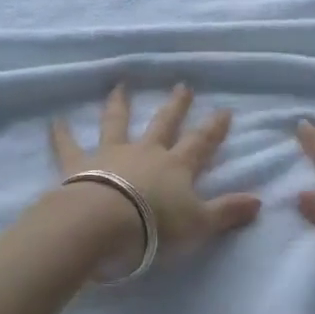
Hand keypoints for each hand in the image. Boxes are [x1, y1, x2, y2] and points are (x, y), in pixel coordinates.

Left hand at [50, 84, 261, 273]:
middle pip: (163, 123)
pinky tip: (55, 120)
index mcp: (176, 166)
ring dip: (120, 104)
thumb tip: (259, 202)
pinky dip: (61, 133)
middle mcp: (146, 152)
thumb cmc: (155, 228)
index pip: (200, 143)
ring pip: (117, 123)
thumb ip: (227, 212)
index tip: (223, 110)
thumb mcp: (199, 224)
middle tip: (182, 86)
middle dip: (175, 105)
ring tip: (120, 86)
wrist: (103, 225)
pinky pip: (68, 145)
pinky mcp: (79, 164)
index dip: (213, 128)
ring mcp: (112, 154)